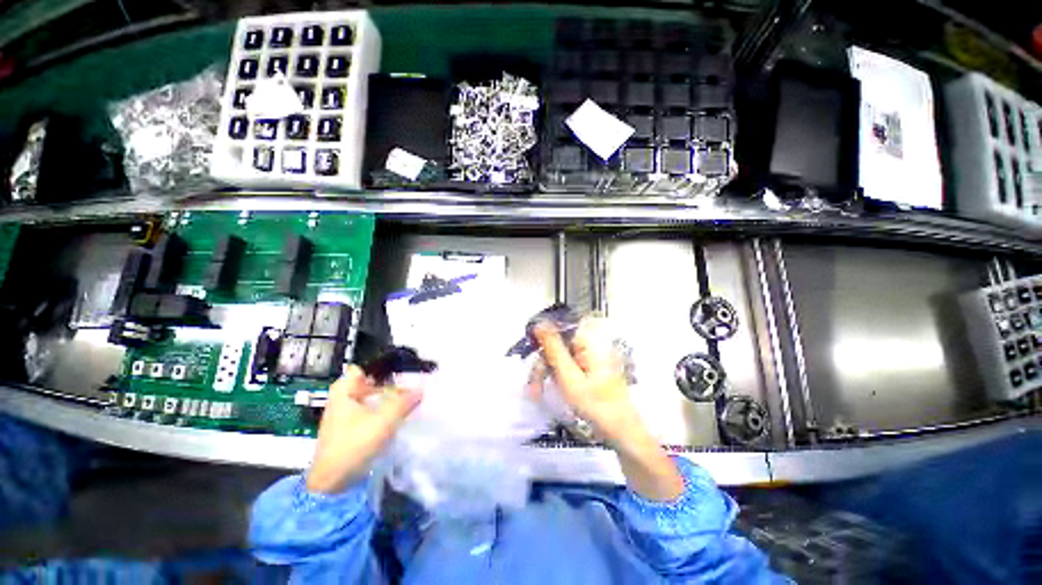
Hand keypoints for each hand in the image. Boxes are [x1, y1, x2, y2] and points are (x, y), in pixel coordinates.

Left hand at [306, 366, 421, 494]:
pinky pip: (370, 407)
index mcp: (344, 389)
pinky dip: (384, 406)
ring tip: (410, 395)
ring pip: (371, 394)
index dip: (387, 363)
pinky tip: (398, 412)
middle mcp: (342, 396)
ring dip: (390, 394)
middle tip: (413, 380)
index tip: (406, 365)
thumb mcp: (383, 421)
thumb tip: (421, 389)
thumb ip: (404, 402)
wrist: (332, 483)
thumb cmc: (353, 445)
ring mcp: (345, 412)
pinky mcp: (349, 426)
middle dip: (392, 379)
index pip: (367, 365)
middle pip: (371, 380)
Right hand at [530, 319, 637, 444]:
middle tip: (531, 386)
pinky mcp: (589, 368)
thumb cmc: (596, 405)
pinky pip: (566, 365)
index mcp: (588, 341)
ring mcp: (590, 357)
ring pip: (559, 356)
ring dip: (545, 373)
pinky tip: (547, 390)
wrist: (622, 432)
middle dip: (542, 363)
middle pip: (557, 344)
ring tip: (536, 393)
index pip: (559, 327)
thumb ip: (553, 348)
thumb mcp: (569, 377)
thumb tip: (539, 322)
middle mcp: (589, 344)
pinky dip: (555, 377)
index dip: (541, 337)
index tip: (528, 351)